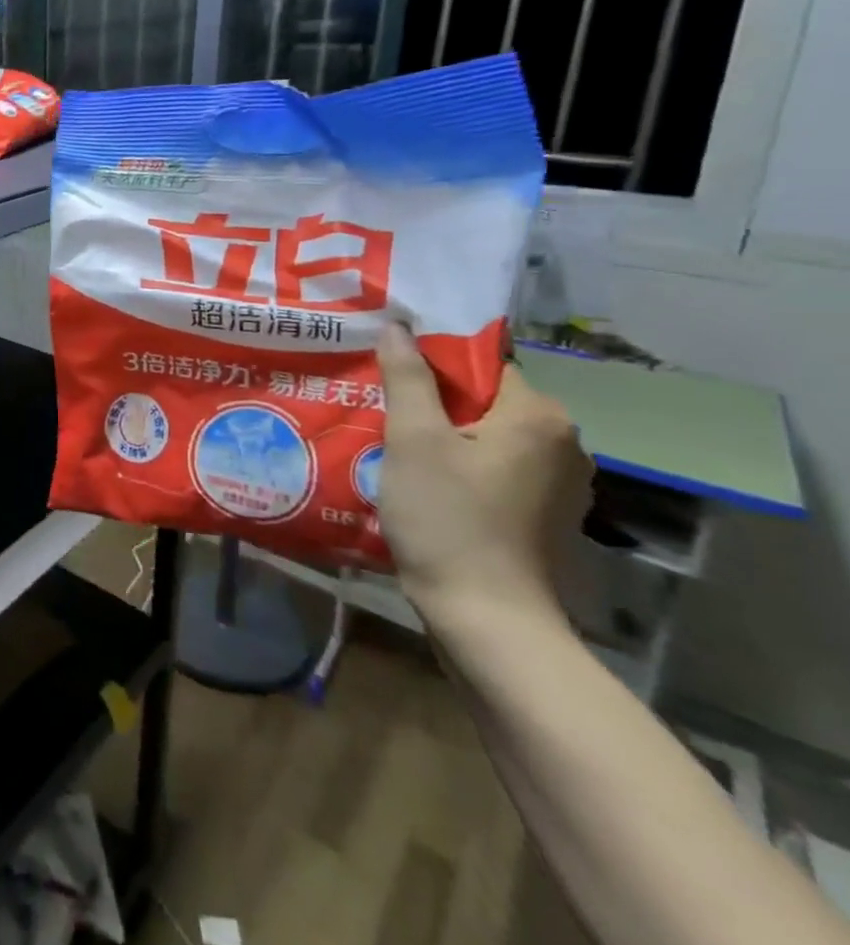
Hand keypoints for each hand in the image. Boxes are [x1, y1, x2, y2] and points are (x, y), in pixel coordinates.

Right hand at [374, 325, 593, 624]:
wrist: (487, 617)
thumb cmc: (448, 518)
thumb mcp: (414, 440)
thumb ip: (408, 378)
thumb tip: (399, 327)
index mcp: (539, 416)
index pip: (482, 363)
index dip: (431, 363)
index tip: (387, 372)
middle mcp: (563, 443)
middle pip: (485, 399)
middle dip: (433, 401)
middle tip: (380, 407)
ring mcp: (560, 484)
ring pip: (488, 435)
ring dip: (445, 435)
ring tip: (394, 443)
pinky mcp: (546, 515)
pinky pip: (496, 468)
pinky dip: (462, 465)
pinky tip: (424, 480)